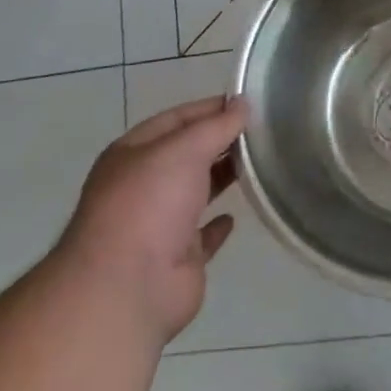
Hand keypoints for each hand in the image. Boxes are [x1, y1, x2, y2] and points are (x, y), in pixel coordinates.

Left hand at [57, 95, 247, 347]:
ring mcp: (158, 225)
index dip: (209, 109)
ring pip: (195, 193)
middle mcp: (142, 186)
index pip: (175, 119)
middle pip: (185, 155)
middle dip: (218, 141)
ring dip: (220, 177)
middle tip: (261, 131)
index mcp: (132, 154)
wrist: (129, 287)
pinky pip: (201, 237)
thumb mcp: (184, 149)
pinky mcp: (178, 260)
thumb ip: (216, 126)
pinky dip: (216, 226)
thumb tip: (242, 103)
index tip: (246, 104)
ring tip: (257, 163)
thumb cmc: (150, 203)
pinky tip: (235, 216)